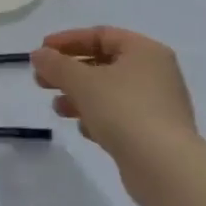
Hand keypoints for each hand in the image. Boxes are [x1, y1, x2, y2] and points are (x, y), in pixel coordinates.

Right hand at [32, 27, 201, 205]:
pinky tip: (83, 129)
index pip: (101, 35)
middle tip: (41, 81)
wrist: (166, 170)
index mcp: (145, 51)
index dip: (68, 41)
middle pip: (103, 63)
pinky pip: (120, 116)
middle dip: (69, 72)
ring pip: (110, 92)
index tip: (42, 51)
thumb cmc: (124, 111)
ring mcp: (158, 105)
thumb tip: (39, 54)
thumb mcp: (82, 82)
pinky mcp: (155, 134)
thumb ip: (56, 64)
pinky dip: (98, 117)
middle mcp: (156, 73)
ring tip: (57, 108)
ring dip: (79, 96)